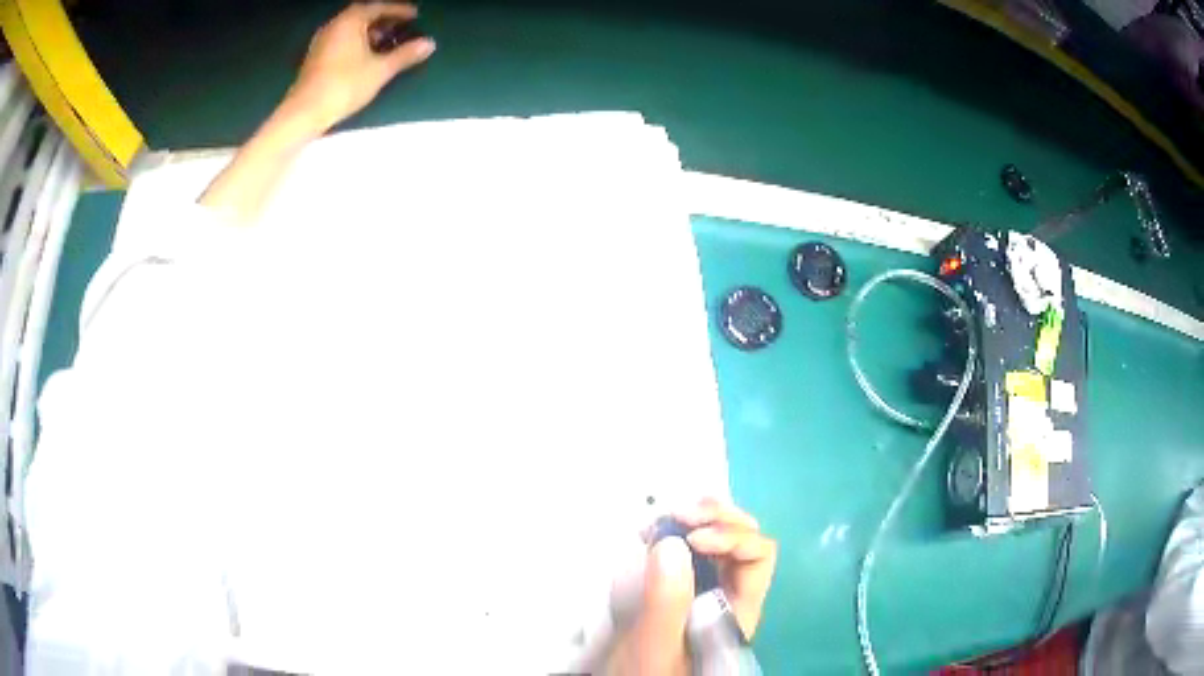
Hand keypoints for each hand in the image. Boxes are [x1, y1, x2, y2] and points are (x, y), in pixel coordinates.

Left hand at [284, 2, 435, 133]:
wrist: (305, 112)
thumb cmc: (344, 85)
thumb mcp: (380, 70)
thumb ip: (405, 54)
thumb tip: (430, 43)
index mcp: (351, 20)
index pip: (379, 7)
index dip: (399, 10)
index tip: (416, 15)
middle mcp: (335, 25)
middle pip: (364, 15)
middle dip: (384, 20)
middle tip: (402, 27)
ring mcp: (322, 40)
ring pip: (352, 28)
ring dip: (370, 31)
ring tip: (387, 42)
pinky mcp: (316, 57)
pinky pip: (342, 39)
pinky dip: (357, 41)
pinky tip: (367, 54)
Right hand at [610, 500, 776, 673]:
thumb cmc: (649, 674)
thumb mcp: (656, 645)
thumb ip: (667, 602)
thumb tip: (672, 542)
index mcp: (739, 609)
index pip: (759, 556)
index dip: (732, 538)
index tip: (691, 539)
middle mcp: (732, 593)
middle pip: (745, 540)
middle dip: (716, 518)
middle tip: (677, 515)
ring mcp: (708, 588)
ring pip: (721, 540)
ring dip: (699, 520)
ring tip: (665, 518)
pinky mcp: (683, 588)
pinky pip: (691, 550)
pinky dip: (678, 531)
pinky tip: (654, 531)